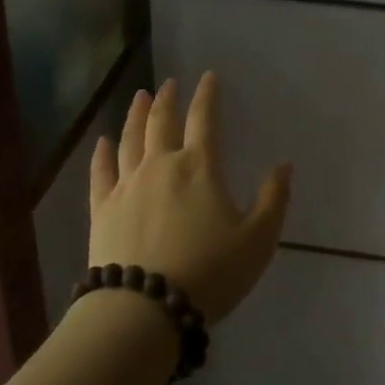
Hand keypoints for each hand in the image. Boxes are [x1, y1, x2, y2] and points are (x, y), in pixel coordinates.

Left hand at [88, 72, 292, 322]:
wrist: (145, 308)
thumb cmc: (209, 273)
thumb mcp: (257, 240)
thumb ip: (273, 199)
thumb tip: (284, 164)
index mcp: (199, 168)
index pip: (204, 119)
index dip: (207, 95)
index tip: (208, 77)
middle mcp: (160, 166)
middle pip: (161, 122)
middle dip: (167, 100)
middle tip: (168, 84)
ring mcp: (126, 185)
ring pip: (129, 140)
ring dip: (135, 116)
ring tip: (139, 98)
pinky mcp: (102, 209)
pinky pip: (100, 173)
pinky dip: (101, 154)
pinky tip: (102, 142)